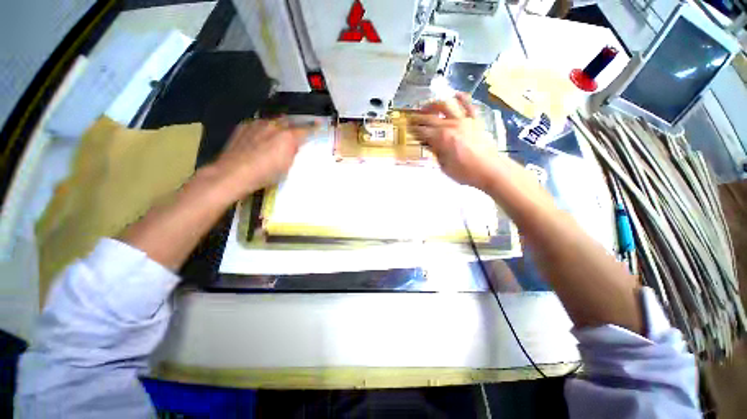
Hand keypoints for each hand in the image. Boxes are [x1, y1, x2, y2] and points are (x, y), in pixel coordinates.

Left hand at [210, 119, 312, 201]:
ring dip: (279, 127)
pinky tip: (261, 138)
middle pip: (289, 121)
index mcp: (288, 137)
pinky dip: (264, 129)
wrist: (233, 172)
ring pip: (273, 121)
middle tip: (297, 133)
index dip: (314, 127)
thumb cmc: (266, 173)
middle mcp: (274, 126)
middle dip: (295, 125)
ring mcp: (257, 124)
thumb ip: (293, 152)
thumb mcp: (287, 166)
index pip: (305, 129)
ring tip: (278, 136)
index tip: (320, 123)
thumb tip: (294, 145)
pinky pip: (259, 124)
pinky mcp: (244, 126)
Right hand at [408, 93, 500, 191]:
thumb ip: (436, 153)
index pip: (422, 131)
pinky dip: (461, 97)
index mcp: (441, 139)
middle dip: (418, 117)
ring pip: (446, 105)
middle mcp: (450, 125)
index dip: (413, 130)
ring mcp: (464, 120)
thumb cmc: (465, 172)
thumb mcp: (444, 166)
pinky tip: (454, 95)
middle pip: (430, 118)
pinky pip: (468, 104)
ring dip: (434, 104)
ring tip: (428, 106)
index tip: (408, 128)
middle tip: (412, 117)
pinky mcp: (475, 120)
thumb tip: (429, 144)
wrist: (489, 170)